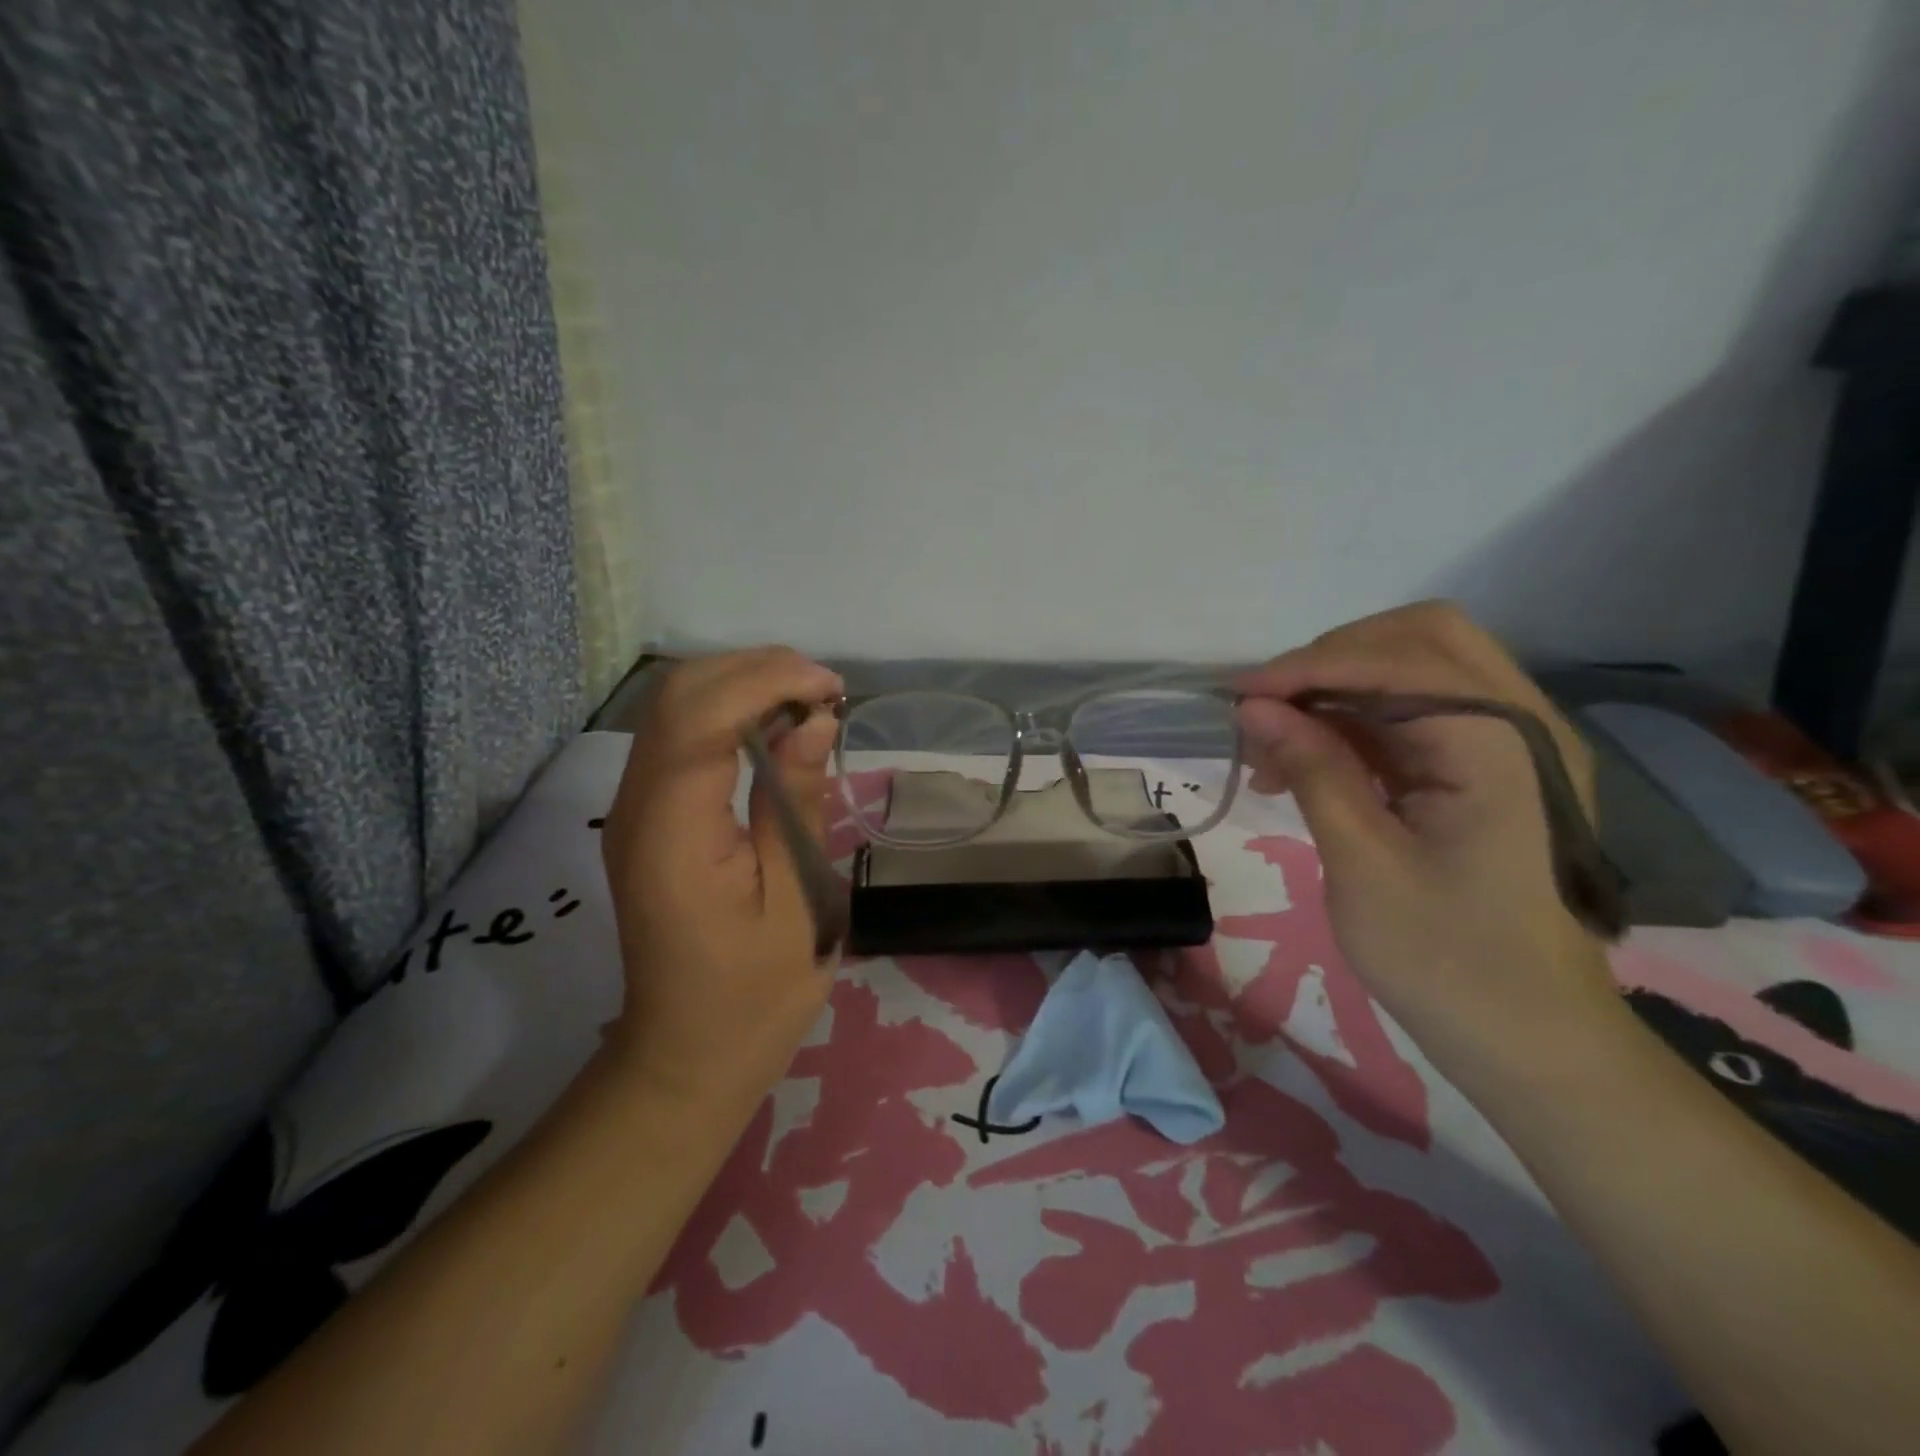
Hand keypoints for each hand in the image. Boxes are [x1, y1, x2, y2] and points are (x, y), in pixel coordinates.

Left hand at [599, 648, 843, 1119]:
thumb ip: (797, 802)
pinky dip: (730, 713)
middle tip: (826, 692)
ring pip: (675, 706)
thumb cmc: (754, 995)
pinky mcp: (646, 815)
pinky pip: (680, 737)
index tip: (833, 689)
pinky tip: (775, 730)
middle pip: (678, 695)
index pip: (700, 716)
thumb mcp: (797, 902)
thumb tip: (815, 719)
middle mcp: (636, 806)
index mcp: (672, 833)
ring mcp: (633, 808)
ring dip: (743, 685)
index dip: (767, 681)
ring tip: (809, 703)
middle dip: (755, 670)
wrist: (686, 1055)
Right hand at [1234, 602, 1626, 1090]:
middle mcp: (1522, 724)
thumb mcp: (1362, 863)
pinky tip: (1308, 758)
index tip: (1236, 694)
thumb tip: (1252, 706)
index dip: (1306, 668)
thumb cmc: (1446, 961)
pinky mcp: (1492, 767)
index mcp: (1501, 746)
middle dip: (1332, 658)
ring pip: (1418, 666)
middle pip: (1421, 637)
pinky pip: (1418, 711)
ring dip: (1340, 686)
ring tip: (1276, 740)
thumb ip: (1312, 768)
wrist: (1533, 1039)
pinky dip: (1357, 718)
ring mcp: (1513, 743)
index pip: (1396, 662)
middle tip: (1268, 706)